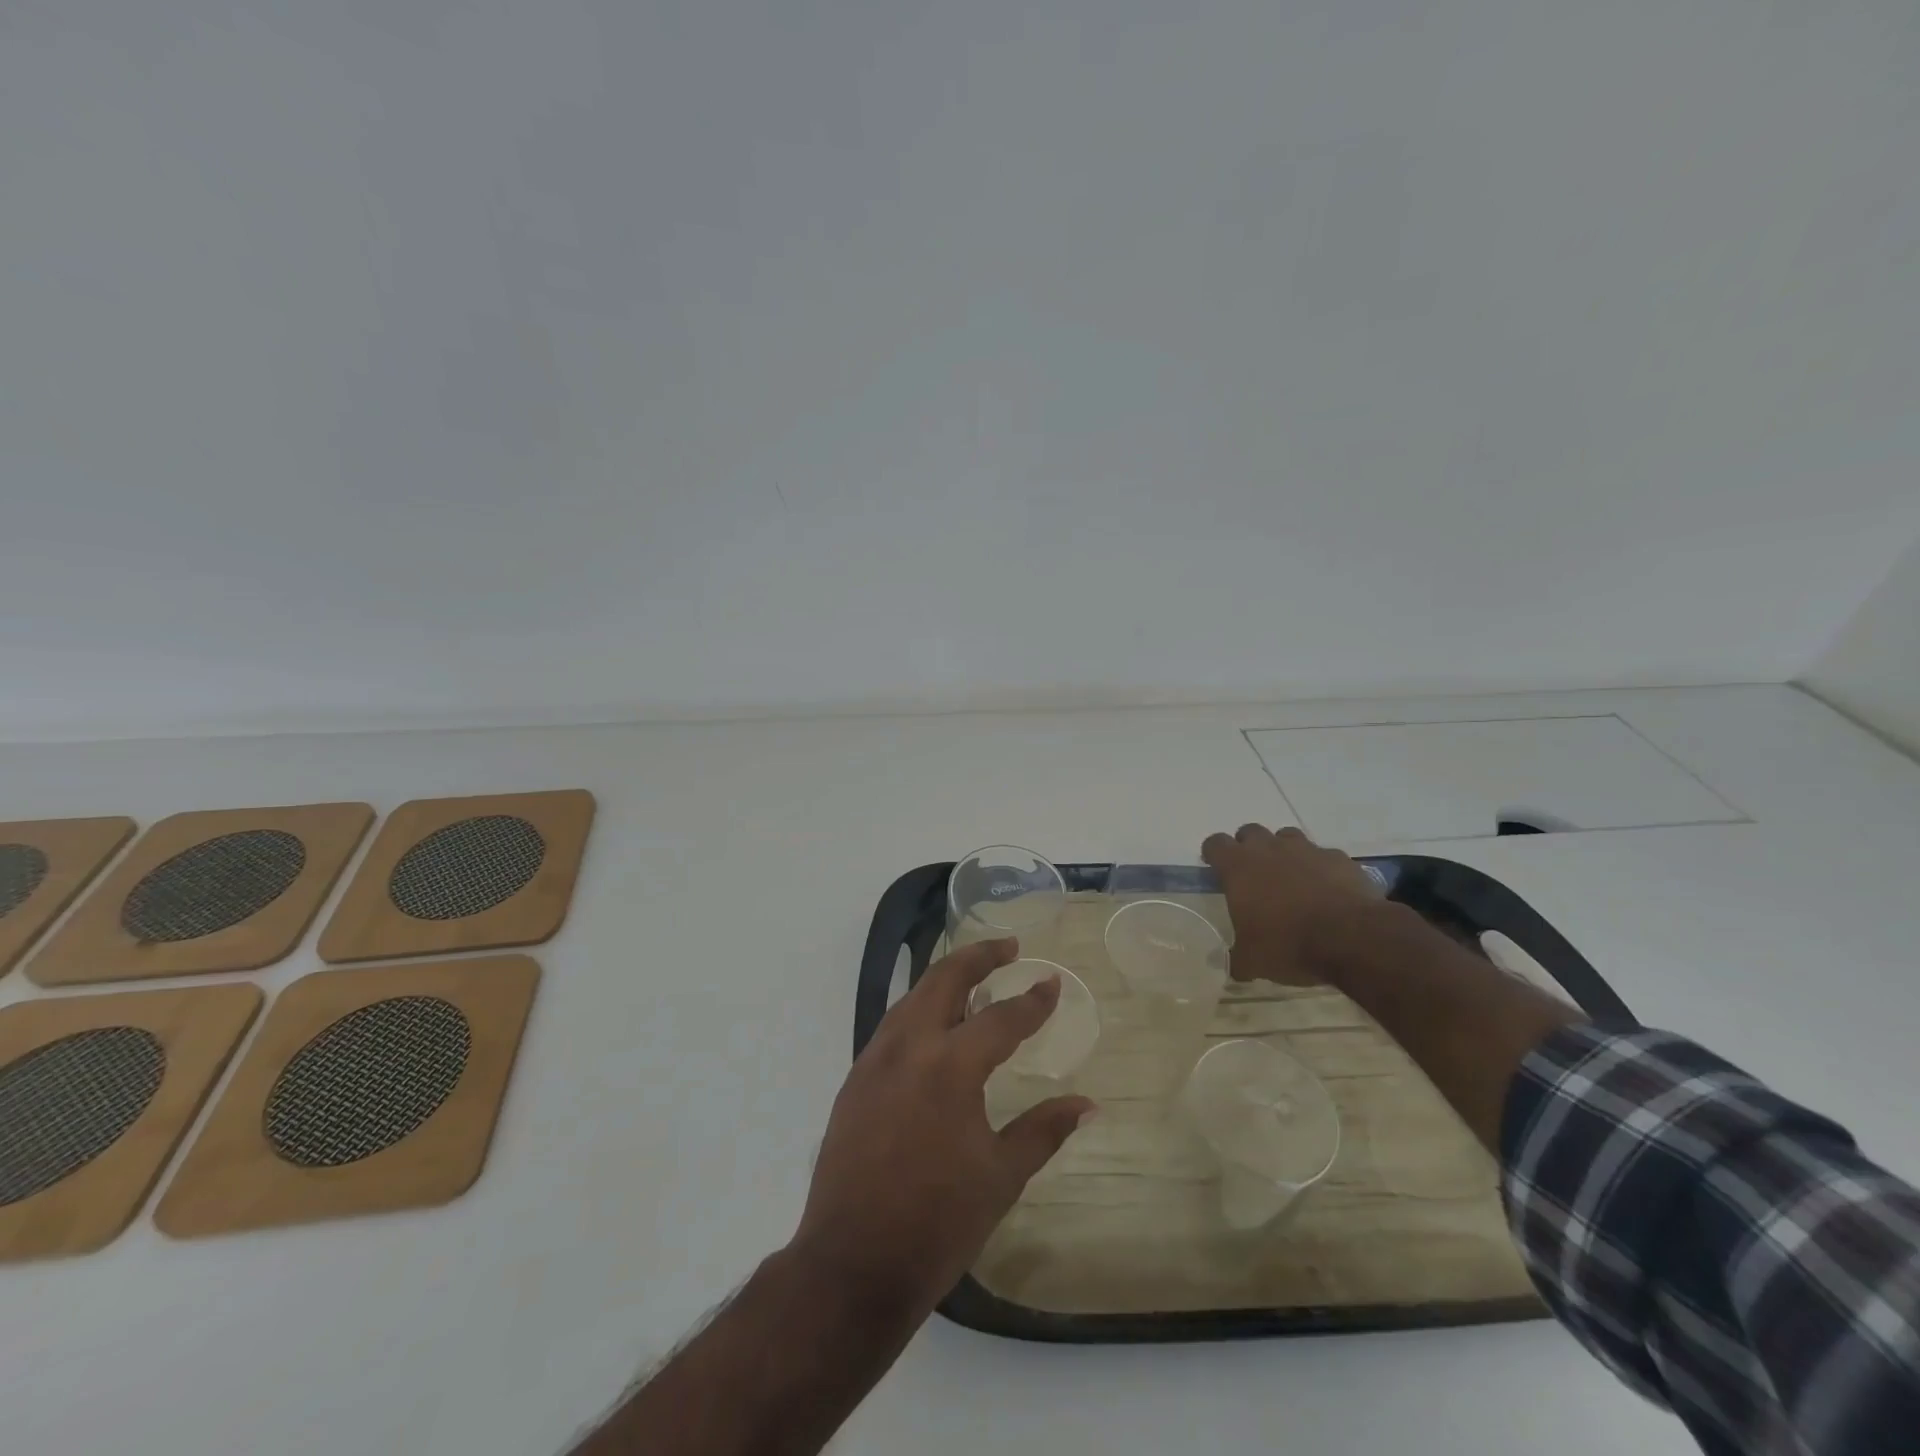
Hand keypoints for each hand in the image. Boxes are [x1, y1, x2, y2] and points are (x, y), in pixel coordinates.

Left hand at [788, 938, 1094, 1324]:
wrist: (851, 1264)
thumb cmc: (936, 1223)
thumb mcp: (1001, 1177)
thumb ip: (1043, 1130)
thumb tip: (1087, 1104)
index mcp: (950, 1067)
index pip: (1001, 1018)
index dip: (1032, 1000)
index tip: (1051, 982)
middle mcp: (909, 1047)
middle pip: (945, 978)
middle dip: (979, 955)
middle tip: (1008, 947)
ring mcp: (875, 1059)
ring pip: (913, 996)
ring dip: (945, 978)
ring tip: (974, 979)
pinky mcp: (855, 1078)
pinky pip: (893, 1024)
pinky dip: (919, 1008)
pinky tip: (934, 1025)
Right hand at [1201, 823, 1383, 984]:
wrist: (1352, 938)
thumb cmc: (1289, 944)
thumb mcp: (1254, 961)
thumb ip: (1237, 959)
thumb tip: (1230, 966)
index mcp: (1238, 867)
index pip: (1215, 843)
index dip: (1213, 853)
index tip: (1216, 867)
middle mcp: (1269, 849)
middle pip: (1250, 832)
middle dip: (1248, 847)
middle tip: (1253, 874)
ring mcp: (1306, 850)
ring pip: (1287, 837)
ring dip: (1284, 852)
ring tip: (1290, 878)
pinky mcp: (1338, 858)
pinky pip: (1323, 855)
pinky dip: (1320, 867)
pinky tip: (1326, 889)